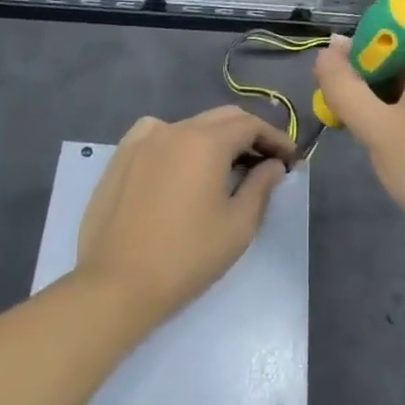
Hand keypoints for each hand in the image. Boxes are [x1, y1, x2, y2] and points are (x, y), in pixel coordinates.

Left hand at [77, 106, 294, 324]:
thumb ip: (261, 187)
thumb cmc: (185, 257)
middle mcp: (175, 128)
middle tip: (266, 162)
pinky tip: (181, 164)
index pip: (250, 125)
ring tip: (226, 167)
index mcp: (206, 141)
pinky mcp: (121, 156)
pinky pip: (159, 134)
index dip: (275, 139)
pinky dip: (180, 140)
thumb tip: (273, 165)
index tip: (290, 159)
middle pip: (223, 118)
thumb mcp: (237, 225)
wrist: (115, 286)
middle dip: (249, 135)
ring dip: (216, 138)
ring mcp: (143, 140)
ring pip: (191, 125)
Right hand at [313, 40, 404, 260]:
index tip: (345, 97)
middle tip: (363, 129)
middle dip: (375, 90)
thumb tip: (327, 48)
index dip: (359, 62)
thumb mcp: (376, 129)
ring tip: (388, 147)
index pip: (388, 39)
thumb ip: (344, 86)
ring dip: (395, 109)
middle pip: (403, 63)